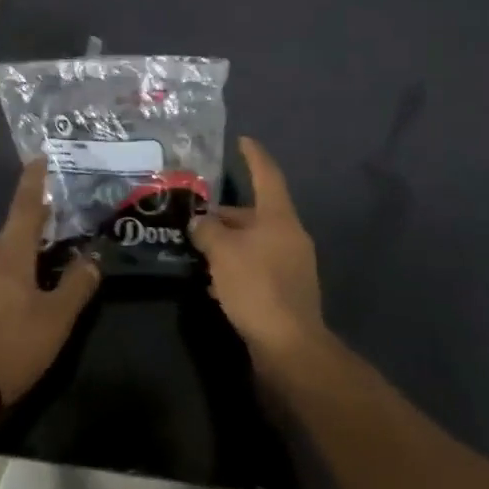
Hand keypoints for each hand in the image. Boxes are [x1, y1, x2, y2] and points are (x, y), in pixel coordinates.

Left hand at [0, 160, 101, 412]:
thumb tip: (94, 258)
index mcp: (10, 255)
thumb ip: (77, 285)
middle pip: (14, 227)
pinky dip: (19, 263)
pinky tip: (31, 278)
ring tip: (50, 237)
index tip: (40, 158)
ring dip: (27, 239)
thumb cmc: (12, 345)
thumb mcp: (56, 317)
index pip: (25, 207)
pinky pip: (0, 272)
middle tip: (58, 201)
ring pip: (6, 251)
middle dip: (35, 212)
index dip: (34, 182)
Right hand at [188, 137, 325, 367]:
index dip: (253, 156)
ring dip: (228, 243)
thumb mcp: (223, 252)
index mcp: (279, 218)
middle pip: (256, 213)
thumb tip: (199, 222)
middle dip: (227, 213)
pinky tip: (213, 282)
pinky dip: (236, 268)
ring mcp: (291, 266)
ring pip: (254, 243)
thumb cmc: (257, 287)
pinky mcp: (285, 293)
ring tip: (198, 245)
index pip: (267, 175)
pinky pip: (256, 269)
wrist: (289, 348)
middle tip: (197, 212)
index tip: (242, 140)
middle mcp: (289, 236)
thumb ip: (207, 230)